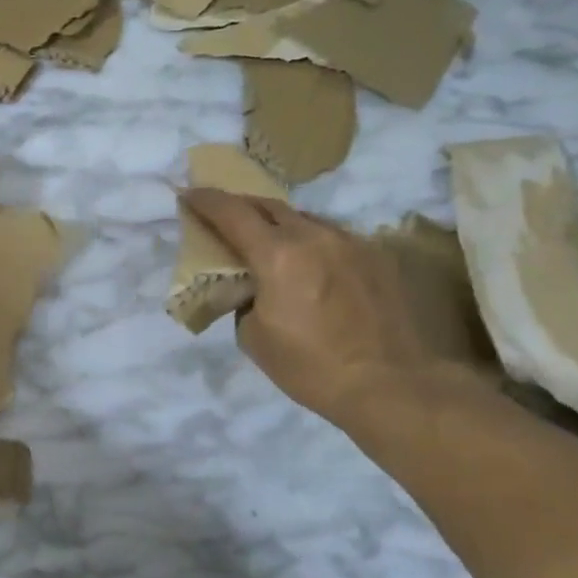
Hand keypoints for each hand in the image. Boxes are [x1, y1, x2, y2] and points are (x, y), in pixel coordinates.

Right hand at [180, 188, 443, 426]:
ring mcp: (350, 242)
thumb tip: (252, 288)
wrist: (389, 384)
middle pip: (269, 206)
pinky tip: (313, 266)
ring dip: (281, 225)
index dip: (206, 200)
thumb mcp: (254, 337)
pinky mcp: (377, 256)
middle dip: (242, 207)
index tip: (188, 193)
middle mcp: (314, 236)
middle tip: (225, 217)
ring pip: (305, 220)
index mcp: (277, 255)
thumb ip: (245, 299)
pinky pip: (334, 238)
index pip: (232, 213)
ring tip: (271, 243)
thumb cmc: (310, 367)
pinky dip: (313, 244)